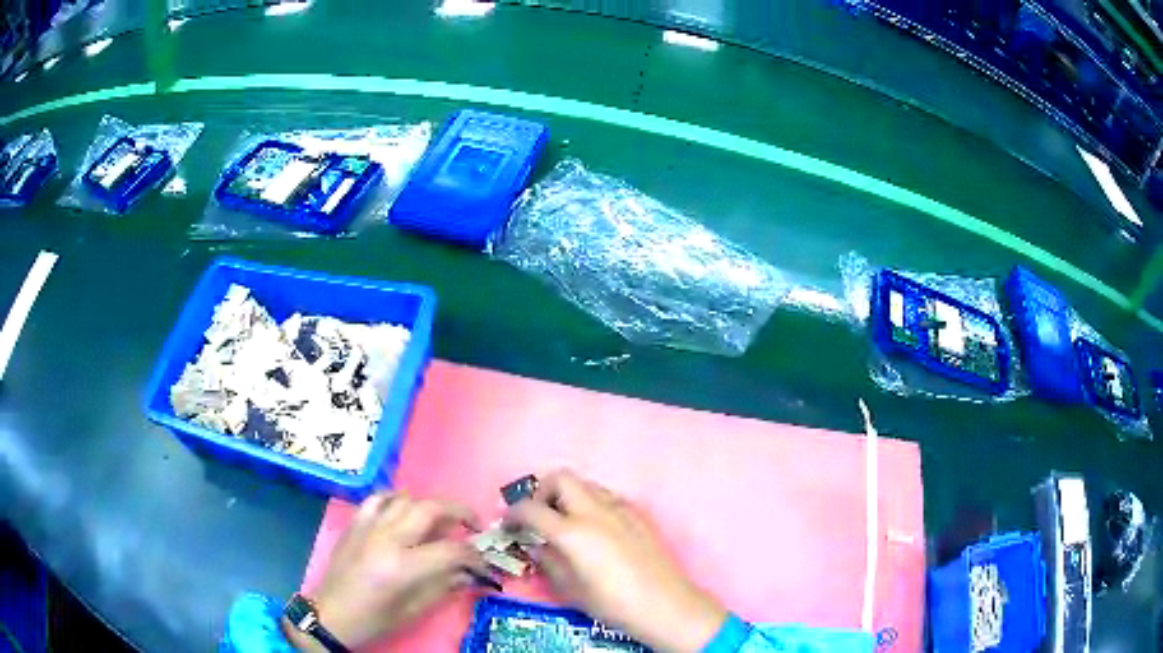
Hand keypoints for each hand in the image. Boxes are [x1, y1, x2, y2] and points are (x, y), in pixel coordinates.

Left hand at [285, 492, 489, 650]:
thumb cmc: (375, 619)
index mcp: (404, 566)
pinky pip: (378, 499)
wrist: (331, 614)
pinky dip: (396, 498)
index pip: (452, 549)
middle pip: (431, 509)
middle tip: (473, 524)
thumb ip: (444, 585)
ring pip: (406, 498)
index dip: (474, 554)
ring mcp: (368, 526)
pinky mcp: (354, 524)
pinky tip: (403, 509)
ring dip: (429, 505)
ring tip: (440, 519)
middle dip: (459, 512)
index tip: (483, 561)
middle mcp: (387, 538)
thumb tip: (468, 572)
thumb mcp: (414, 610)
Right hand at [506, 470, 726, 652]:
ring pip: (586, 484)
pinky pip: (608, 497)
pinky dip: (592, 504)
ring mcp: (620, 510)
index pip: (531, 509)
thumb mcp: (570, 589)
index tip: (508, 524)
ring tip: (565, 522)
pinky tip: (595, 530)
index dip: (513, 513)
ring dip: (569, 495)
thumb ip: (548, 561)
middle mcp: (595, 512)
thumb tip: (535, 545)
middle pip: (561, 478)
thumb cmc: (612, 604)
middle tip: (538, 516)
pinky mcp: (638, 515)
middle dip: (542, 491)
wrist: (665, 605)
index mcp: (573, 533)